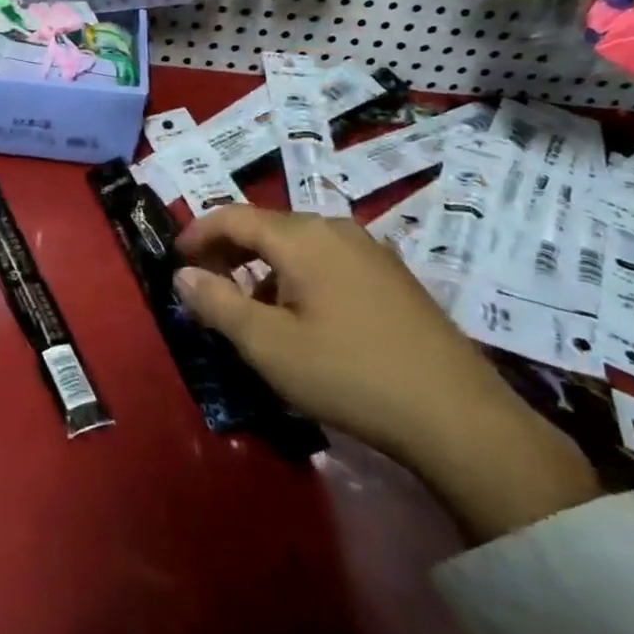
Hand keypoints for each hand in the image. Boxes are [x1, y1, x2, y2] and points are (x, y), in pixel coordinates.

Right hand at [175, 206, 599, 542]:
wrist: (458, 416)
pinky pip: (328, 261)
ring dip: (263, 266)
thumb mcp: (267, 344)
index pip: (234, 217)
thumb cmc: (348, 373)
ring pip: (299, 244)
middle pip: (267, 226)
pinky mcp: (394, 277)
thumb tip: (183, 275)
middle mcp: (336, 229)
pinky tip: (302, 317)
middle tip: (205, 282)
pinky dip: (297, 276)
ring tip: (249, 307)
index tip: (175, 258)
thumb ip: (217, 304)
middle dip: (229, 250)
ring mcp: (371, 251)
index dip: (198, 233)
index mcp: (301, 236)